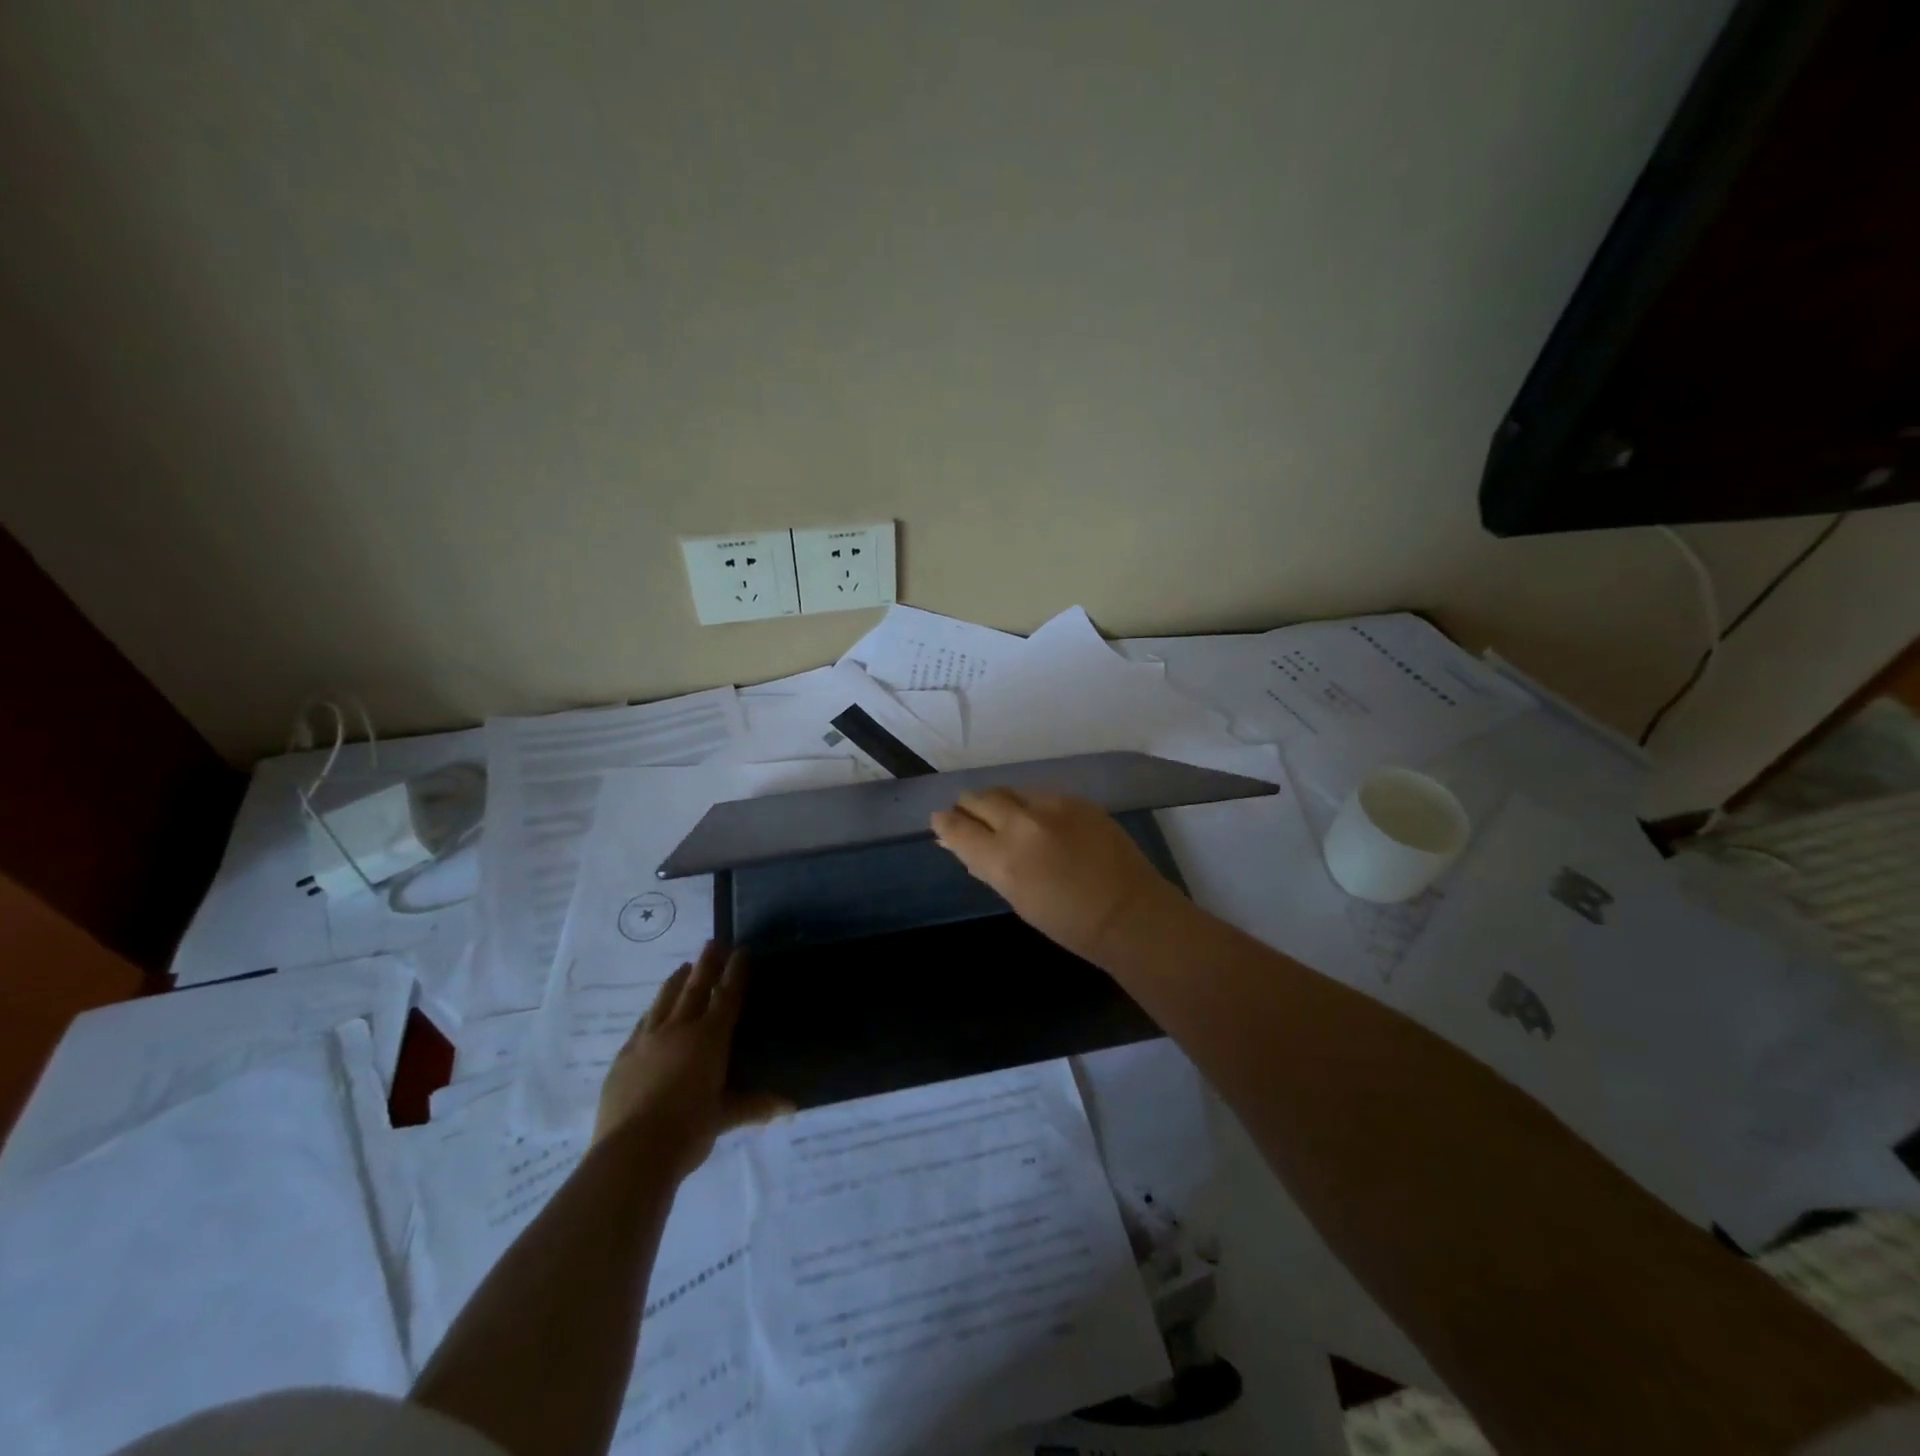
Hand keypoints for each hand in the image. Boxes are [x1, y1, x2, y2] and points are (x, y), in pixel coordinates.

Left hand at [593, 942, 790, 1174]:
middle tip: (713, 942)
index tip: (741, 950)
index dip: (736, 972)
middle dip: (707, 964)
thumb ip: (754, 1105)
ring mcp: (646, 1041)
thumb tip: (790, 1107)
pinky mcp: (623, 1058)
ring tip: (683, 967)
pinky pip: (641, 1025)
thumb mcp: (724, 1116)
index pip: (727, 996)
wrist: (632, 1152)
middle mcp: (679, 1029)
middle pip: (695, 988)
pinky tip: (652, 1013)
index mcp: (709, 1038)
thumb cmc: (688, 1130)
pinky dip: (652, 1012)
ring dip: (677, 981)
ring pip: (664, 1000)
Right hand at [930, 789, 1183, 963]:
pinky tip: (1038, 820)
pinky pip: (1041, 793)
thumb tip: (962, 846)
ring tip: (1002, 816)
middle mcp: (1023, 824)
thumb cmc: (1068, 922)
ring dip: (1000, 802)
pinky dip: (1030, 804)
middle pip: (981, 798)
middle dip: (969, 806)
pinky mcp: (1077, 800)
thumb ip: (987, 866)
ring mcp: (1053, 806)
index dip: (944, 824)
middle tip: (968, 815)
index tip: (940, 822)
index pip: (958, 828)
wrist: (1129, 912)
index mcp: (1004, 858)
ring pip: (1011, 790)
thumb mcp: (1017, 899)